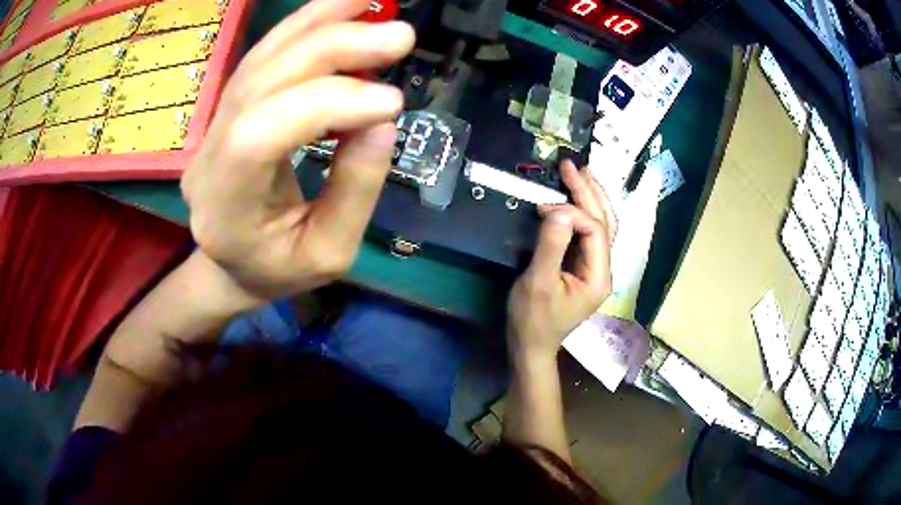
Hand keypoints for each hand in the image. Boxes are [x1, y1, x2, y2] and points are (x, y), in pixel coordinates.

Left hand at [181, 0, 415, 299]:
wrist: (231, 266)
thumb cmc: (279, 271)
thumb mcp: (330, 254)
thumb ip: (355, 190)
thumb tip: (383, 122)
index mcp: (224, 210)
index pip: (258, 137)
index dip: (324, 106)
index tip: (390, 102)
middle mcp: (207, 158)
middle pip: (259, 84)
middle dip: (331, 50)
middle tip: (398, 35)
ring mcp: (211, 129)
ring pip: (259, 60)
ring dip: (318, 22)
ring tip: (371, 1)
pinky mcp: (227, 111)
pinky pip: (262, 59)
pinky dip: (303, 27)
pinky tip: (340, 8)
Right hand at [507, 160, 617, 362]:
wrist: (530, 346)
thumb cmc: (533, 319)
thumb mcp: (538, 283)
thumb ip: (551, 246)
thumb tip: (560, 210)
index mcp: (598, 275)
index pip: (595, 230)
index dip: (573, 212)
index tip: (544, 208)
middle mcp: (603, 269)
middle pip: (604, 222)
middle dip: (589, 192)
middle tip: (571, 166)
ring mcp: (594, 268)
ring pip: (601, 225)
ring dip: (591, 198)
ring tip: (580, 173)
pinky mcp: (582, 267)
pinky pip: (588, 233)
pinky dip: (583, 212)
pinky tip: (574, 199)